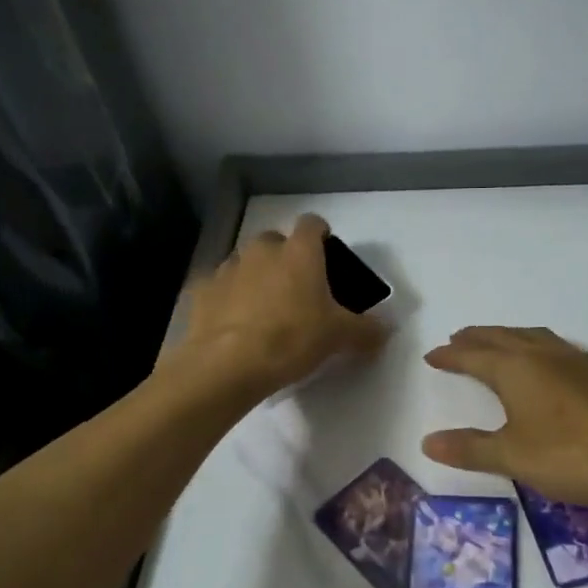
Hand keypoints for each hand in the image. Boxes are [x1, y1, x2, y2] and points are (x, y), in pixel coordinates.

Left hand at [171, 214, 387, 402]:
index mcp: (299, 252)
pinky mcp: (201, 290)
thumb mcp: (339, 337)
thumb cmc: (292, 339)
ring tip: (262, 310)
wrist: (228, 363)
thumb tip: (386, 328)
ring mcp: (227, 268)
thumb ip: (366, 329)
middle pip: (275, 242)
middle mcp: (261, 249)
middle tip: (296, 290)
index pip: (312, 224)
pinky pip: (219, 288)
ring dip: (255, 278)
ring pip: (245, 263)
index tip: (326, 253)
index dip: (320, 235)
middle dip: (285, 259)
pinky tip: (233, 325)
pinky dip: (227, 300)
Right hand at [422, 326, 587, 510]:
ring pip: (529, 336)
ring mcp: (574, 360)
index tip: (432, 356)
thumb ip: (470, 448)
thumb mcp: (513, 457)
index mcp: (516, 368)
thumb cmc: (573, 456)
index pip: (473, 355)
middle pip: (500, 337)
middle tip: (456, 340)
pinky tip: (541, 361)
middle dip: (475, 339)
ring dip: (504, 337)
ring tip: (492, 344)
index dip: (450, 356)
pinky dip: (531, 344)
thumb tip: (427, 441)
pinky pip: (551, 345)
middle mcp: (542, 353)